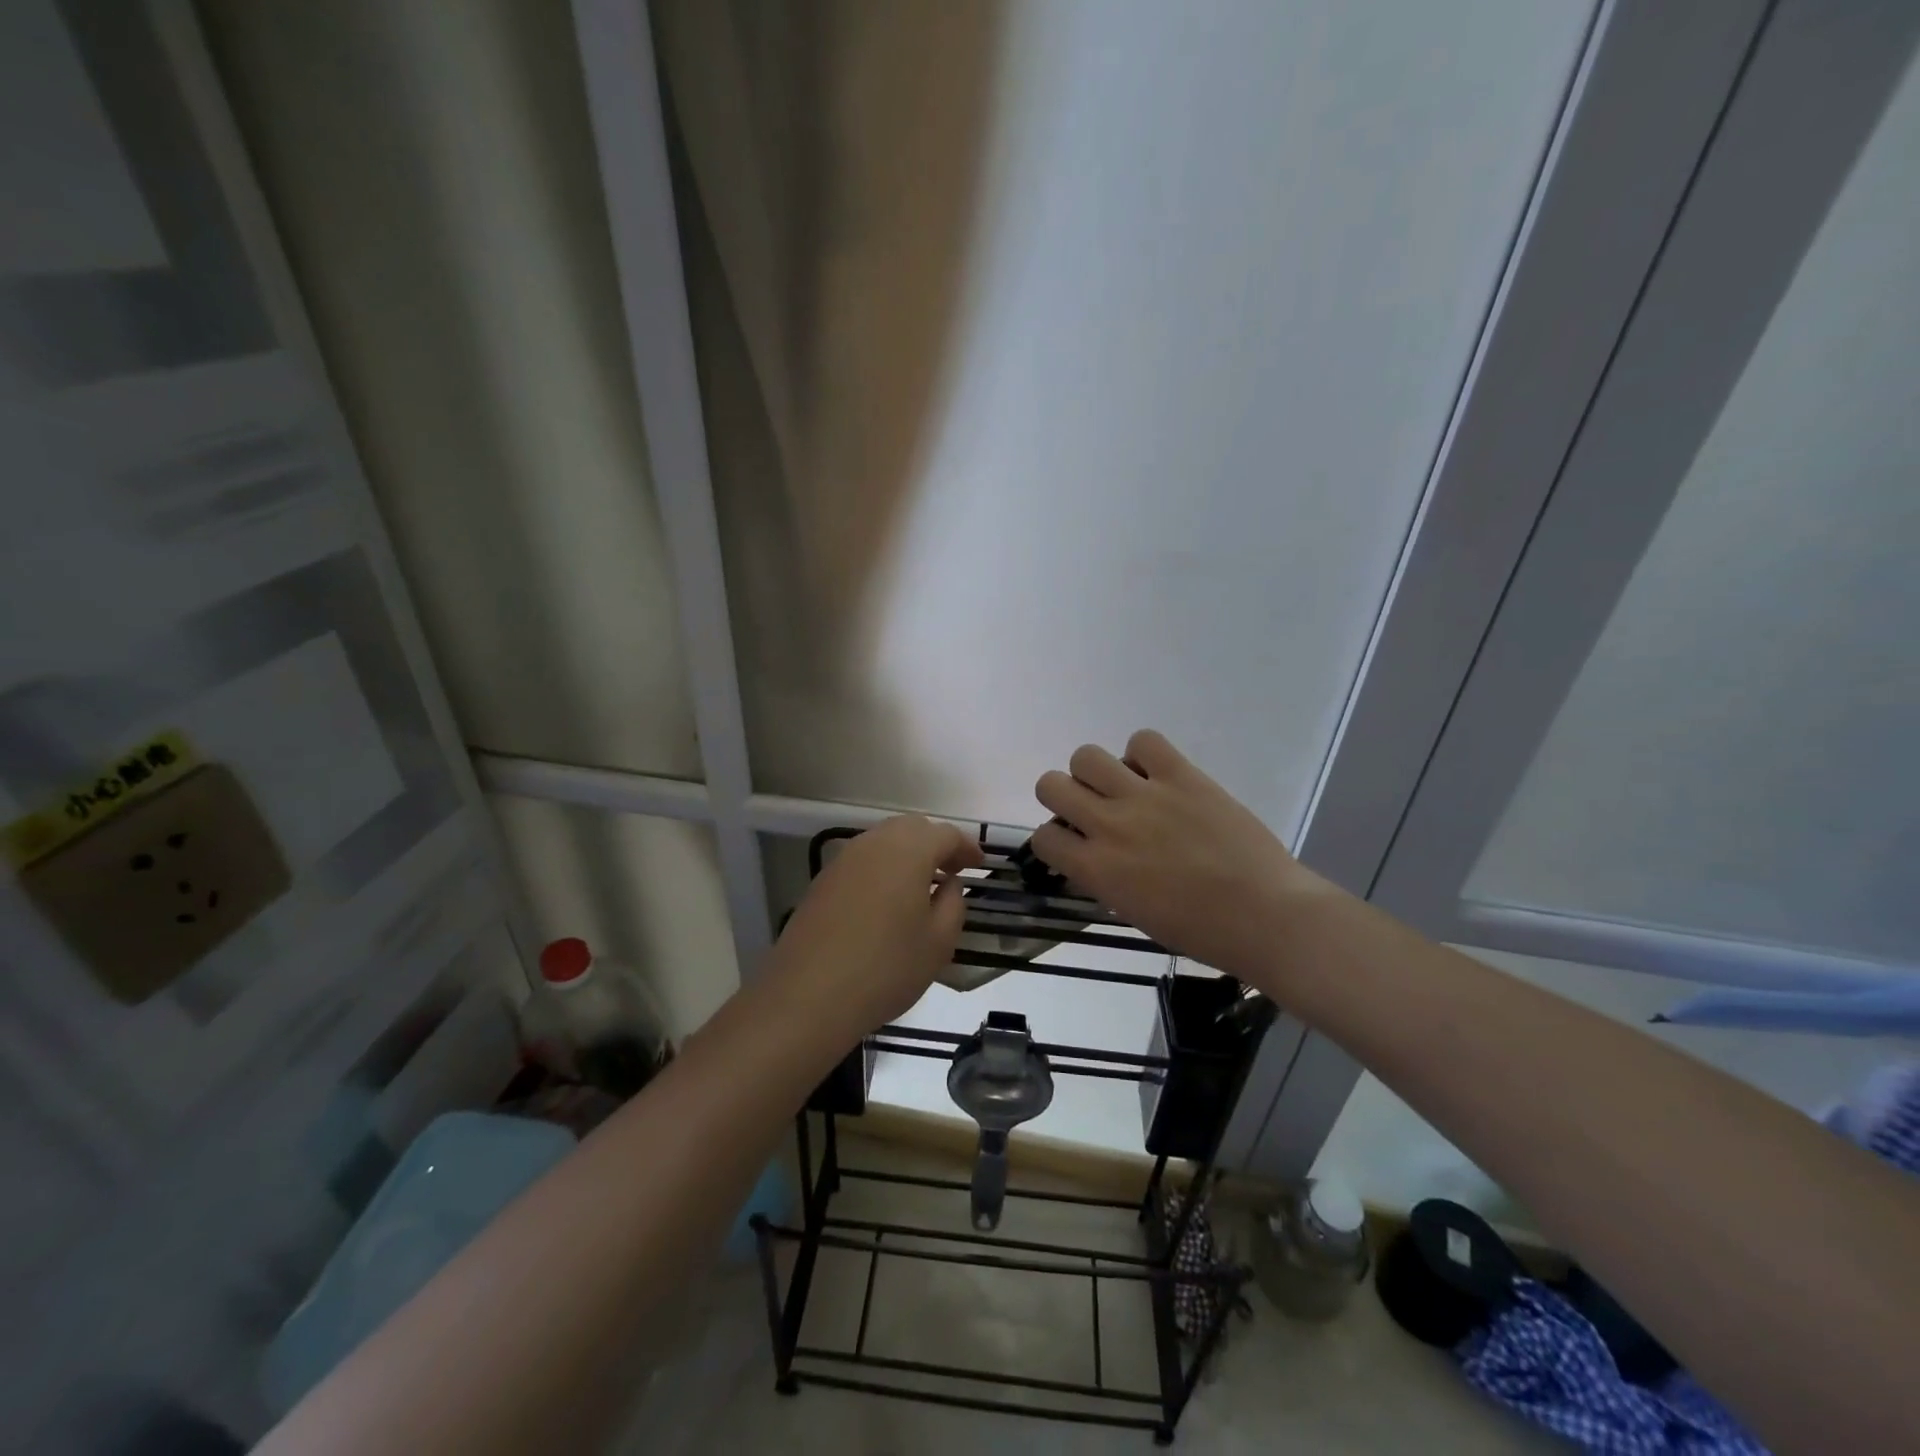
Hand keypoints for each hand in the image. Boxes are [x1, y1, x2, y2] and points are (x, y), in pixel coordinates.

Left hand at [766, 815, 984, 1039]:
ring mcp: (843, 860)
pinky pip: (863, 861)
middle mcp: (874, 844)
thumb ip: (953, 903)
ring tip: (922, 885)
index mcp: (908, 851)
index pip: (945, 834)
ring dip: (908, 854)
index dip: (966, 847)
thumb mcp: (938, 942)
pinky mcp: (823, 881)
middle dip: (935, 844)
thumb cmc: (886, 968)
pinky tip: (888, 900)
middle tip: (952, 871)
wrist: (808, 995)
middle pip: (912, 829)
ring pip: (884, 841)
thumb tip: (949, 883)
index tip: (980, 864)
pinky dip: (883, 869)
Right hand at [1031, 730, 1319, 976]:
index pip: (1044, 836)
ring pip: (1086, 756)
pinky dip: (1143, 754)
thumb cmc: (1200, 931)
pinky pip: (1144, 741)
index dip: (1055, 839)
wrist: (1265, 915)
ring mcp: (1145, 796)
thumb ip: (1104, 879)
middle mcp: (1109, 825)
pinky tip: (1157, 774)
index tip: (1075, 843)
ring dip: (1096, 772)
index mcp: (1096, 869)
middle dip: (1064, 797)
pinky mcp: (1182, 776)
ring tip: (1122, 787)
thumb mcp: (1134, 913)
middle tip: (1091, 809)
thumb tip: (1093, 856)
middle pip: (1051, 785)